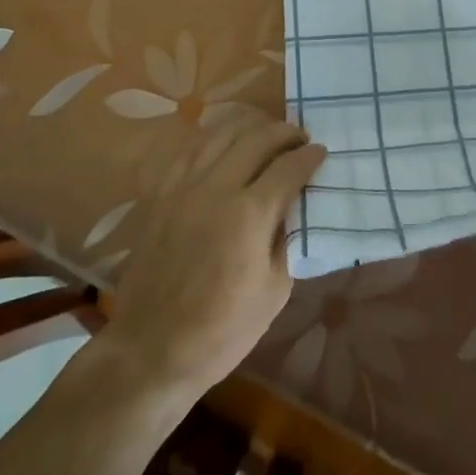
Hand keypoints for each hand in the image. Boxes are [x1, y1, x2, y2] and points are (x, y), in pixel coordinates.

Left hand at [101, 114, 326, 396]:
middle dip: (284, 132)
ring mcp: (185, 187)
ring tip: (266, 132)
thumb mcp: (275, 290)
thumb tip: (296, 206)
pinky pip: (191, 149)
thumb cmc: (223, 329)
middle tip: (300, 138)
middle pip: (256, 139)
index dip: (309, 157)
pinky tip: (225, 143)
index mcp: (250, 213)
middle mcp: (217, 187)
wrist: (153, 348)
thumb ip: (288, 239)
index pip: (288, 167)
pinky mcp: (162, 194)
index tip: (322, 152)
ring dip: (250, 127)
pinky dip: (214, 139)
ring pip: (221, 134)